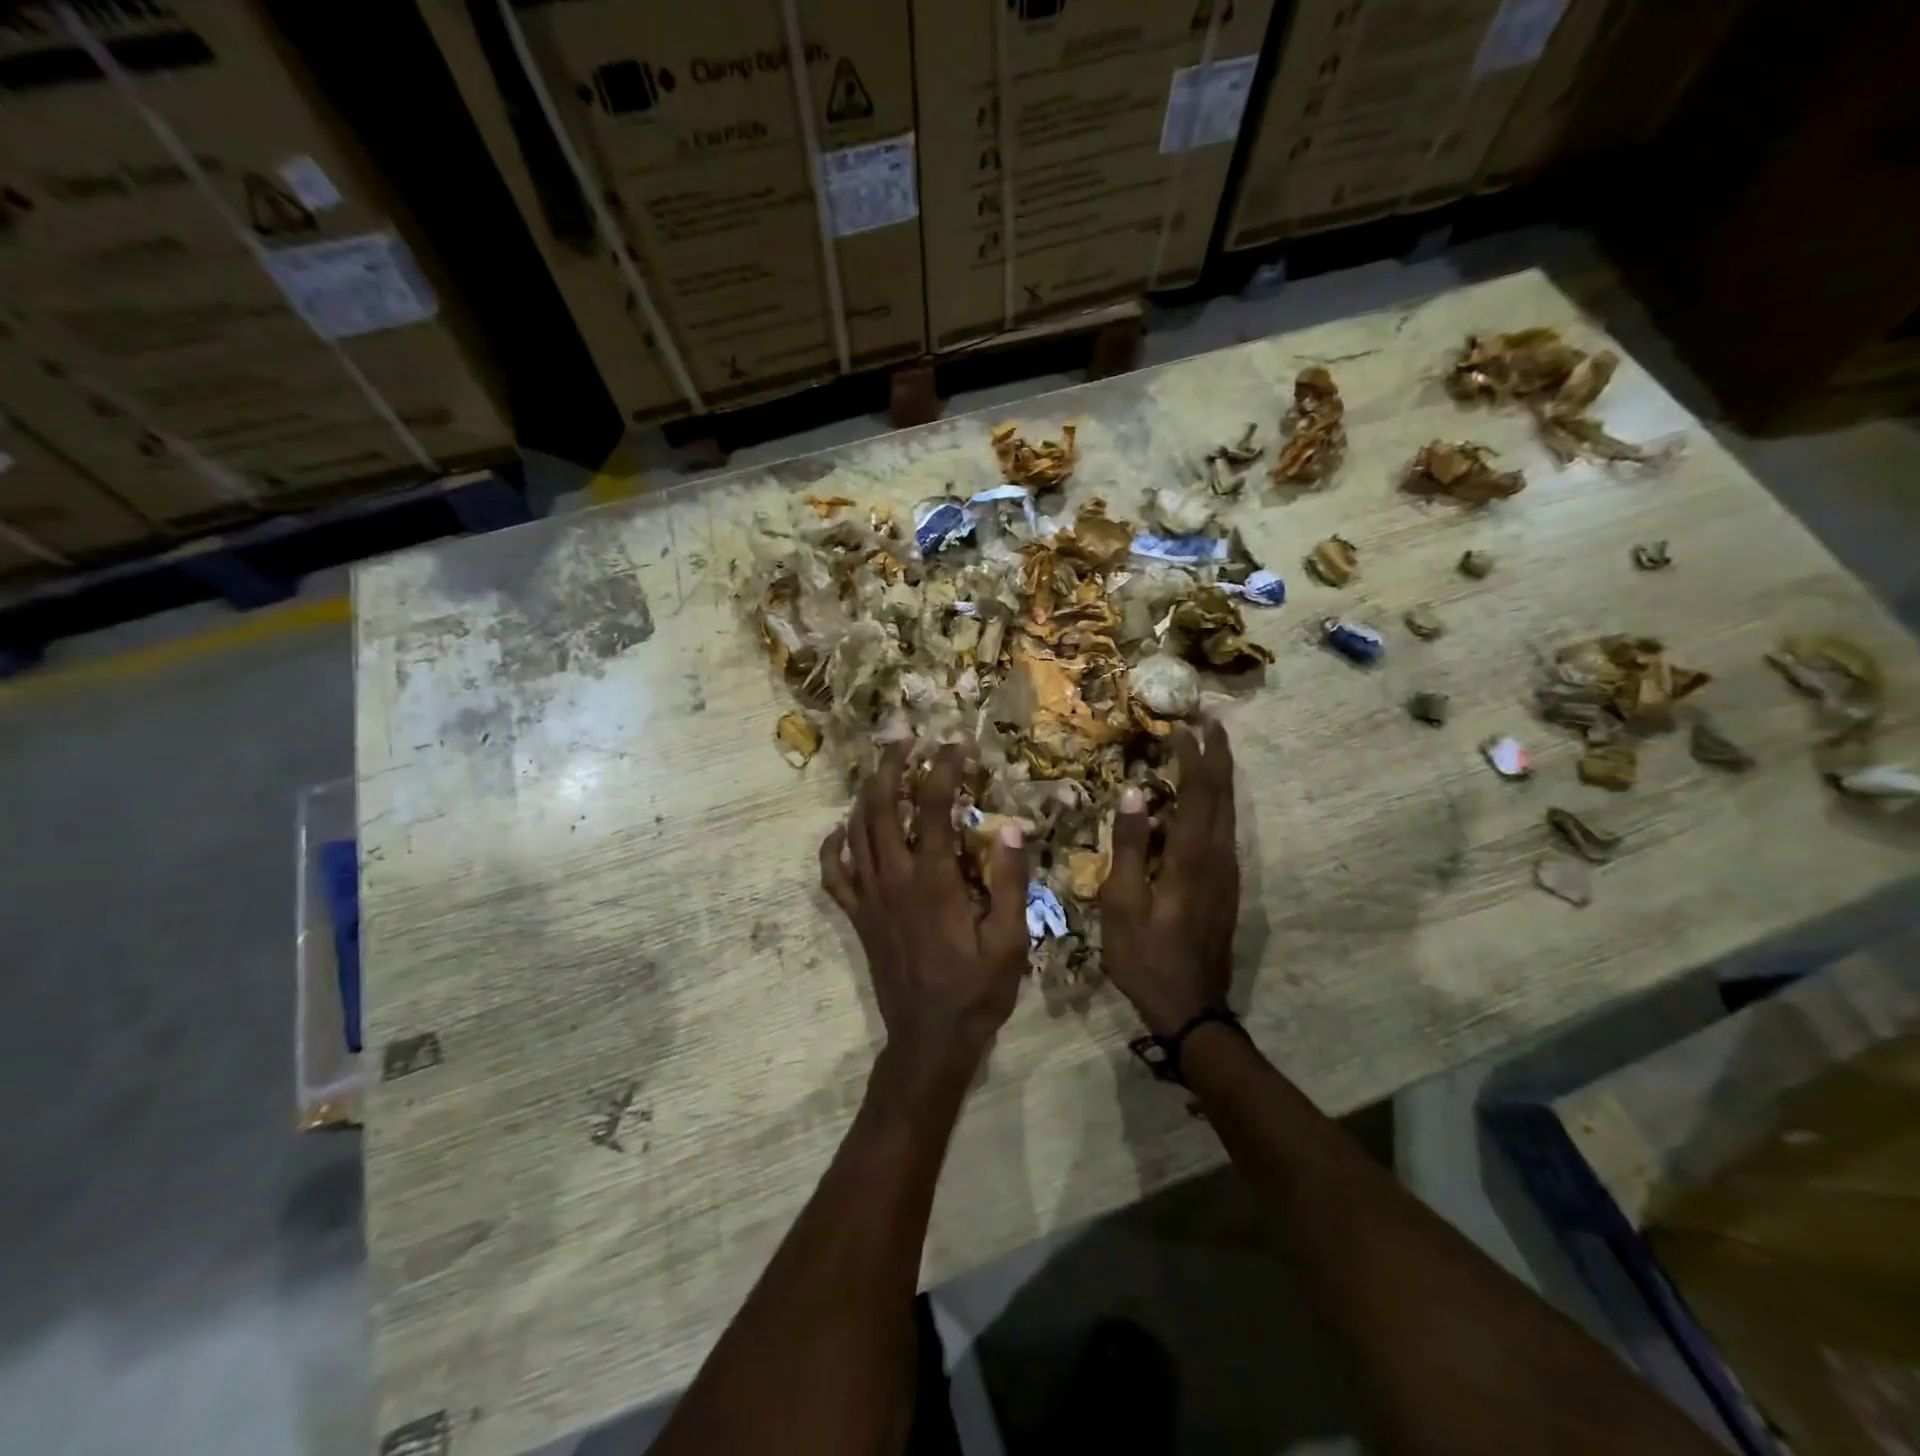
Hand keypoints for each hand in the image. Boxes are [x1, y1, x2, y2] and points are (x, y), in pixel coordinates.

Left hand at [820, 742, 1029, 1092]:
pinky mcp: (857, 917)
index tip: (956, 743)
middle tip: (904, 738)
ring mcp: (869, 897)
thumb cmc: (977, 990)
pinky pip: (833, 875)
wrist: (930, 1039)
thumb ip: (1011, 881)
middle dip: (891, 766)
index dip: (943, 768)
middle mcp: (894, 879)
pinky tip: (839, 830)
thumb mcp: (1011, 940)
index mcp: (934, 879)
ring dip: (866, 794)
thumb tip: (1012, 827)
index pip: (933, 807)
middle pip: (882, 807)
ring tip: (880, 769)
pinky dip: (832, 847)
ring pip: (855, 831)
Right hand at [1101, 720, 1238, 1035]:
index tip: (1180, 723)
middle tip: (1208, 721)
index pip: (1197, 791)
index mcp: (1191, 856)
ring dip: (1219, 776)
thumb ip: (1129, 845)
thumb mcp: (1123, 903)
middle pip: (1223, 794)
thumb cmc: (1146, 957)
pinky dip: (1215, 802)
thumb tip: (1133, 791)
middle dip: (1217, 754)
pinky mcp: (1227, 886)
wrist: (1191, 1007)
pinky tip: (1201, 801)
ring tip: (1207, 749)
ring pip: (1229, 810)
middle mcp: (1219, 856)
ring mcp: (1228, 872)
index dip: (1191, 754)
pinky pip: (1224, 829)